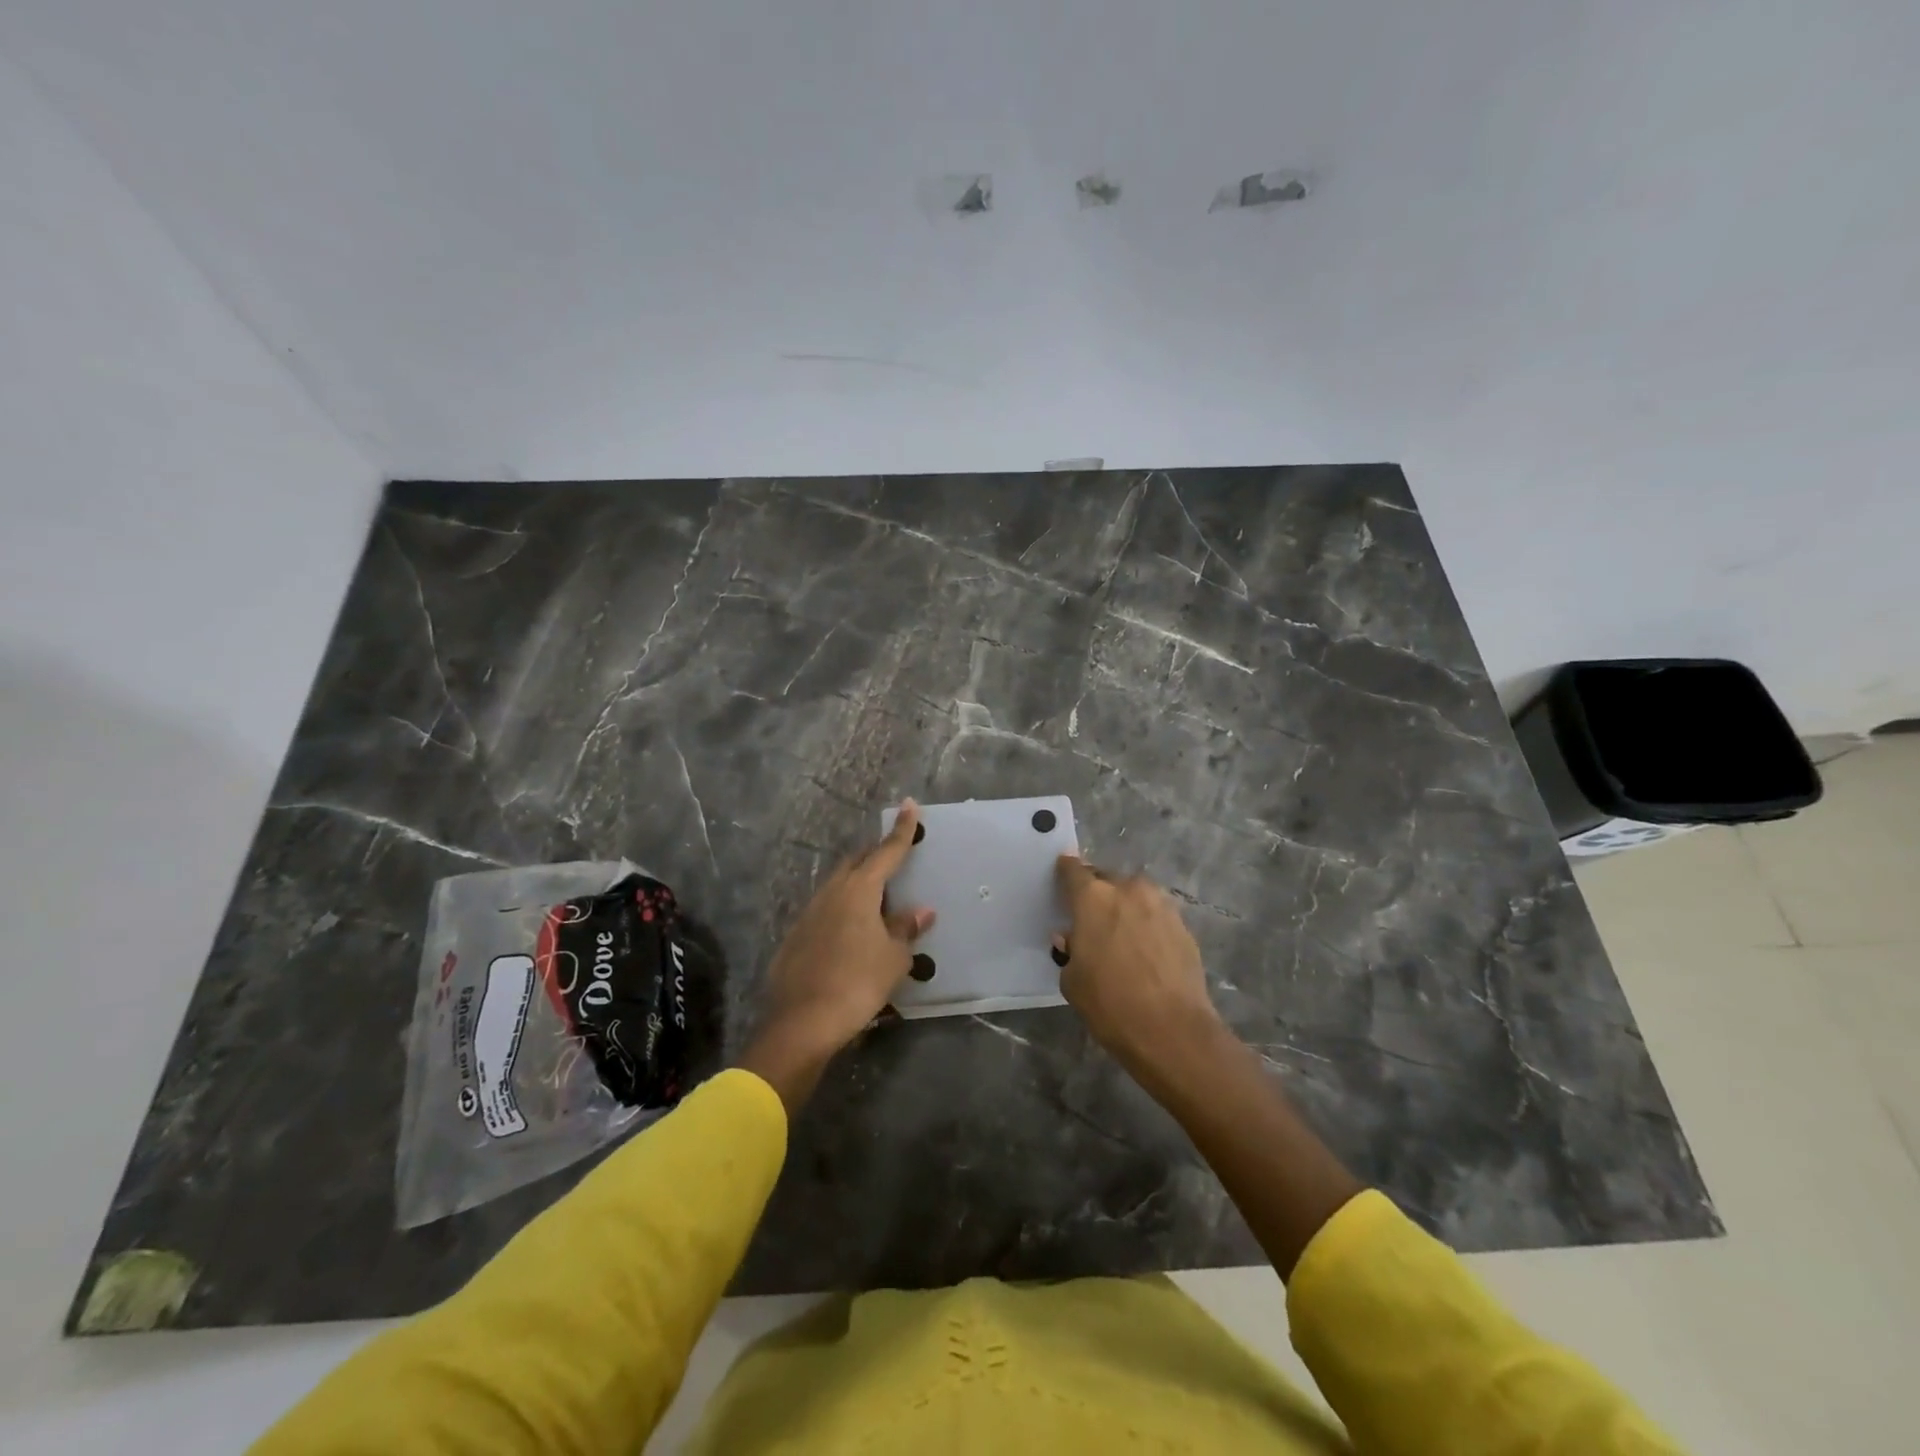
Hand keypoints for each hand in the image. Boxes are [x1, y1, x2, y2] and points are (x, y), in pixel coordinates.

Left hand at [739, 801, 933, 1111]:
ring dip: (858, 885)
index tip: (909, 805)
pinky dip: (843, 911)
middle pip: (857, 863)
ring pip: (838, 886)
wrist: (802, 1023)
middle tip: (894, 858)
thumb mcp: (893, 958)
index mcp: (859, 890)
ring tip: (877, 900)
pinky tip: (850, 932)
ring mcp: (809, 912)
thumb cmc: (857, 983)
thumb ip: (906, 929)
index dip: (901, 830)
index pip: (886, 852)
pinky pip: (826, 910)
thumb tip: (920, 910)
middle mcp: (832, 892)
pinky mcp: (796, 935)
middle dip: (876, 856)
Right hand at [1054, 855, 1223, 1081]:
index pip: (1073, 871)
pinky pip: (1156, 914)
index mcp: (1093, 898)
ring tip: (1120, 933)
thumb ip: (1069, 949)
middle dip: (1097, 892)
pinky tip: (1145, 949)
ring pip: (1135, 895)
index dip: (1066, 871)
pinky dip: (1147, 924)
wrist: (1172, 1029)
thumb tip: (1072, 937)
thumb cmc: (1110, 1004)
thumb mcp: (1072, 980)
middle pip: (1106, 879)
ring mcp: (1160, 905)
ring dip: (1125, 906)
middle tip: (1091, 915)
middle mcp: (1127, 890)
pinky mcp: (1183, 925)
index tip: (1062, 875)